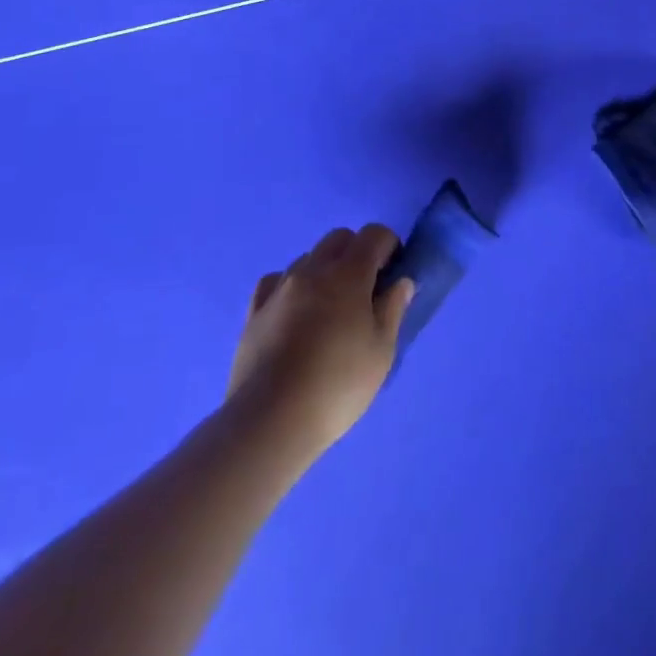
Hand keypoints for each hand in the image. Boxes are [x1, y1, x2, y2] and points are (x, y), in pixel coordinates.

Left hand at [227, 225, 415, 459]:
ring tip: (329, 308)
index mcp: (348, 273)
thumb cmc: (338, 384)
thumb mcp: (381, 351)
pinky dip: (290, 286)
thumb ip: (393, 308)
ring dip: (324, 270)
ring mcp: (280, 288)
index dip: (389, 245)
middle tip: (365, 289)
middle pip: (339, 238)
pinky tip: (294, 312)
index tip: (394, 272)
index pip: (374, 234)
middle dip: (357, 252)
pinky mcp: (255, 311)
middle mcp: (313, 269)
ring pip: (308, 258)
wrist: (271, 421)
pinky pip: (276, 281)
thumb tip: (401, 281)